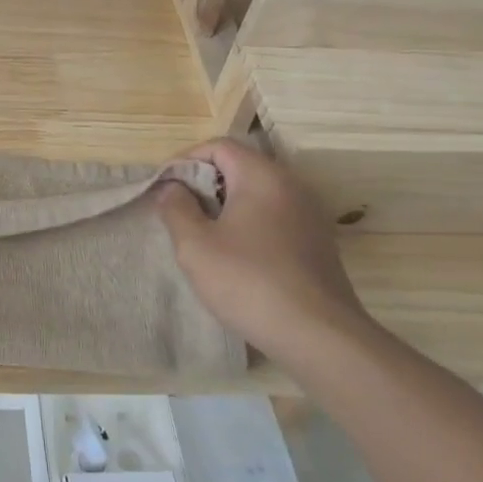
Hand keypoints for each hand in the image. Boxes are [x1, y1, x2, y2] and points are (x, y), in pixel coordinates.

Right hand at [155, 138, 371, 359]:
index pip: (218, 146)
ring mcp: (309, 214)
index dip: (185, 160)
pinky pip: (274, 216)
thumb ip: (176, 208)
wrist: (318, 335)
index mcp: (262, 176)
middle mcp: (291, 185)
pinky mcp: (316, 241)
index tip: (164, 187)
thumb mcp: (195, 245)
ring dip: (225, 205)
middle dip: (204, 183)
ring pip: (257, 193)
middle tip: (178, 211)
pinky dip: (248, 223)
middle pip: (239, 166)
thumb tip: (172, 188)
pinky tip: (235, 255)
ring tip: (202, 234)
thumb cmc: (248, 281)